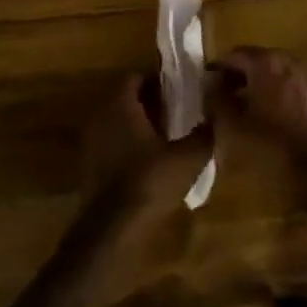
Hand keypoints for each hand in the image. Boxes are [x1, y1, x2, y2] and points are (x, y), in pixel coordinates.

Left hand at [80, 73, 214, 220]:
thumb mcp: (188, 158)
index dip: (157, 81)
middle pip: (124, 99)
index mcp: (119, 105)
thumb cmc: (149, 182)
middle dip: (149, 102)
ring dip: (138, 125)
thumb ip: (205, 134)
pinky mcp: (88, 166)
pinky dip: (127, 145)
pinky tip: (149, 162)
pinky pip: (110, 143)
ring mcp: (90, 142)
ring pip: (116, 122)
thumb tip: (218, 117)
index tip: (179, 91)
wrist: (111, 229)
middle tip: (177, 113)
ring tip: (167, 138)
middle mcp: (99, 116)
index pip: (134, 77)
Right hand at [211, 47, 306, 212]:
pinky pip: (283, 83)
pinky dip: (269, 91)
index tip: (204, 88)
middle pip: (253, 60)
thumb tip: (209, 83)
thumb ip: (216, 98)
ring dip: (252, 84)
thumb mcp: (233, 124)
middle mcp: (286, 61)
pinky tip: (260, 114)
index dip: (216, 71)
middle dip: (235, 75)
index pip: (233, 56)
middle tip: (218, 97)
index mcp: (265, 62)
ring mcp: (303, 76)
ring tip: (237, 107)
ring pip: (269, 72)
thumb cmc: (271, 145)